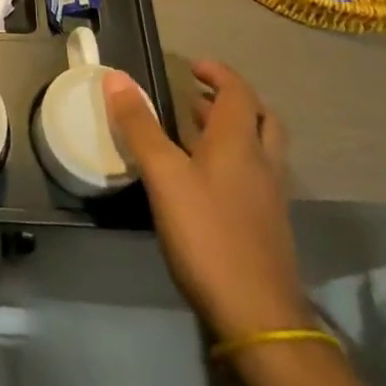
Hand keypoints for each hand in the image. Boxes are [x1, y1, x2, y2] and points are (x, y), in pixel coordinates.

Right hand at [104, 61, 308, 340]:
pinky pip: (255, 175)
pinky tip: (205, 179)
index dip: (218, 73)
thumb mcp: (163, 175)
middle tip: (198, 96)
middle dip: (232, 100)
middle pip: (261, 118)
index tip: (192, 67)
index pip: (239, 92)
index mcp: (240, 143)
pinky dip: (234, 161)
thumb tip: (116, 76)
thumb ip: (140, 125)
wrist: (258, 317)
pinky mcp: (268, 226)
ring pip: (260, 148)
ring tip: (194, 131)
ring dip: (233, 130)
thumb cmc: (208, 235)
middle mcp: (262, 163)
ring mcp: (270, 197)